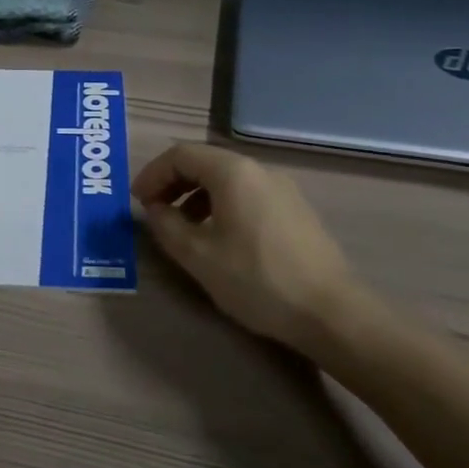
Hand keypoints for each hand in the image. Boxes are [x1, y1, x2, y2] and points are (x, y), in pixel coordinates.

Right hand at [132, 142, 386, 357]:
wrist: (331, 312)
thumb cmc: (257, 280)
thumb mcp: (199, 257)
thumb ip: (167, 226)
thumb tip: (154, 209)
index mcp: (232, 172)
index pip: (180, 155)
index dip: (152, 174)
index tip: (136, 202)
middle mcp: (258, 169)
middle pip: (204, 162)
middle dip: (173, 183)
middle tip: (154, 212)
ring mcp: (282, 188)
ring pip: (227, 178)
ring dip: (196, 195)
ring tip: (184, 228)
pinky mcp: (295, 209)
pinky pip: (247, 193)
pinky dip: (221, 204)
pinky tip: (220, 238)